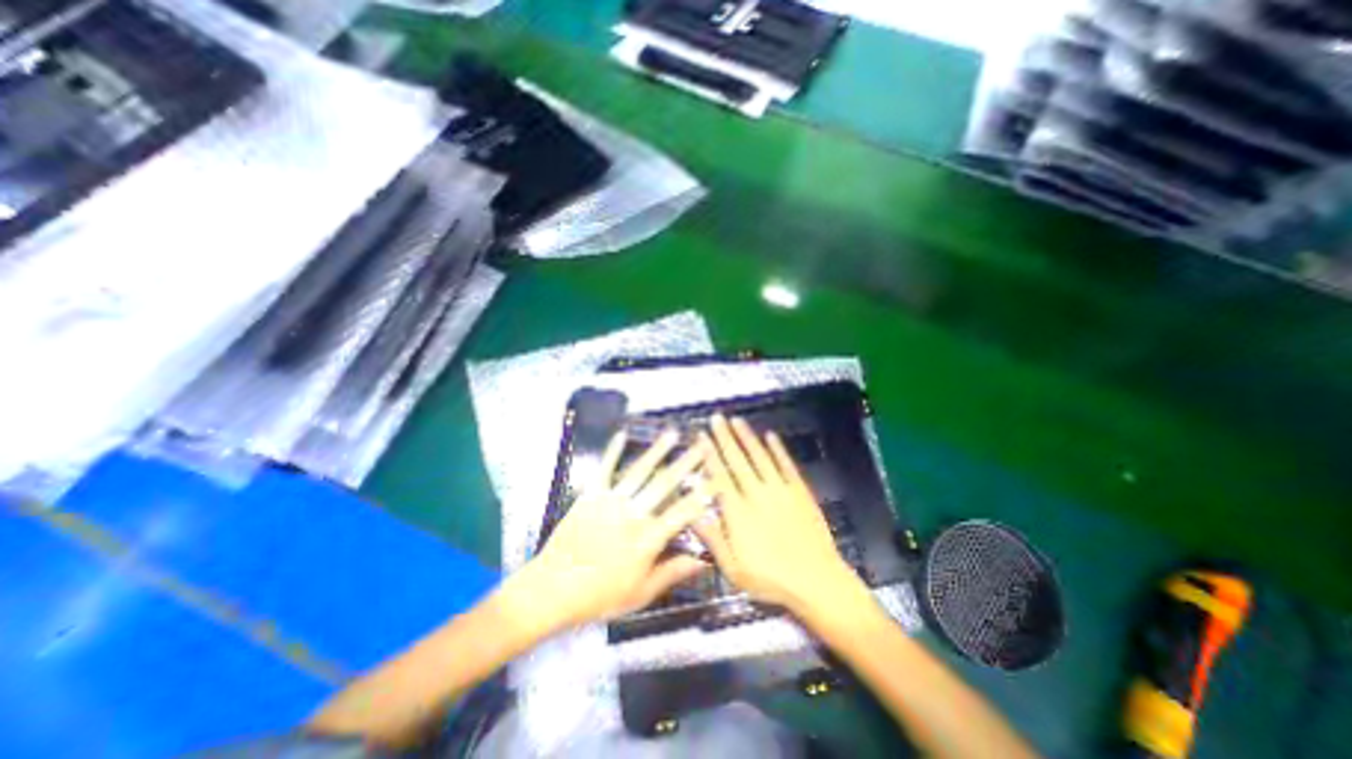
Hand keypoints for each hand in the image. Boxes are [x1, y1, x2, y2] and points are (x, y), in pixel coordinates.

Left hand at [508, 426, 710, 633]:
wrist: (552, 589)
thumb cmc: (600, 596)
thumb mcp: (640, 594)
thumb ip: (672, 573)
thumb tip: (703, 561)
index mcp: (647, 540)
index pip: (681, 514)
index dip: (701, 496)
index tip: (716, 479)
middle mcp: (633, 514)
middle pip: (664, 485)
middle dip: (686, 463)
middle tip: (701, 446)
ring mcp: (611, 501)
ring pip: (639, 472)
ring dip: (657, 451)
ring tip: (672, 434)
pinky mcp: (591, 495)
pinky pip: (605, 469)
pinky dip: (614, 451)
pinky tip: (622, 434)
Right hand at [692, 416, 860, 616]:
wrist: (817, 581)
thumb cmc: (771, 579)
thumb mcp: (733, 569)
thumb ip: (713, 539)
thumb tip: (692, 514)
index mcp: (738, 513)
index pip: (720, 476)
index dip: (709, 455)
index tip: (701, 437)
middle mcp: (757, 494)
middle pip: (738, 460)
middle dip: (725, 437)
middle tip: (716, 418)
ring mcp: (780, 490)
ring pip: (760, 457)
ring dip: (747, 437)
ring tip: (737, 420)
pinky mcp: (800, 491)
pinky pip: (786, 464)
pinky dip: (777, 449)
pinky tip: (770, 436)